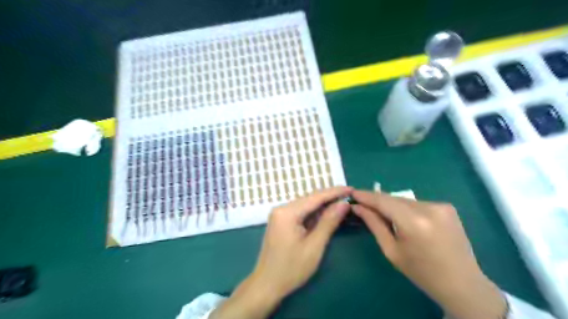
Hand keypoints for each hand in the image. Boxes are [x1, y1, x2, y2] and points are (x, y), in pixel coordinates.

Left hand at [211, 187, 353, 317]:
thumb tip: (343, 204)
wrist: (267, 285)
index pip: (315, 197)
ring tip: (341, 203)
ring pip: (305, 205)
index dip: (334, 192)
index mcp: (287, 212)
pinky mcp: (280, 221)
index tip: (351, 189)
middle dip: (329, 197)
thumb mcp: (314, 246)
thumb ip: (328, 222)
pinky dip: (314, 213)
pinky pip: (300, 212)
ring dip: (323, 205)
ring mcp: (279, 215)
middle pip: (309, 198)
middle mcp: (281, 208)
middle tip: (349, 196)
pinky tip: (326, 214)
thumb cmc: (291, 269)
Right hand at [351, 191, 504, 318]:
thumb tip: (358, 207)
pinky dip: (406, 208)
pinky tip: (404, 219)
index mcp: (414, 222)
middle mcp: (429, 208)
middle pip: (393, 198)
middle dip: (377, 200)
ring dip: (391, 204)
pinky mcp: (447, 206)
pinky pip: (417, 203)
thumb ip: (374, 224)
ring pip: (405, 200)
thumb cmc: (421, 272)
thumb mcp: (391, 250)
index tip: (352, 193)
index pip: (383, 201)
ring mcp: (441, 205)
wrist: (462, 284)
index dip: (366, 195)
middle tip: (362, 204)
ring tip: (382, 213)